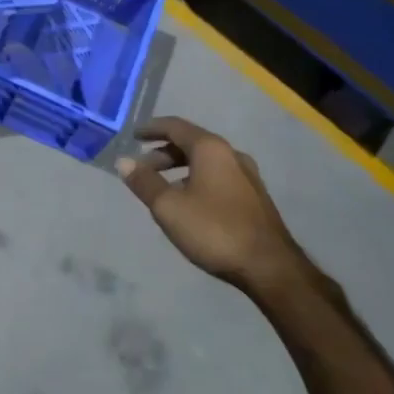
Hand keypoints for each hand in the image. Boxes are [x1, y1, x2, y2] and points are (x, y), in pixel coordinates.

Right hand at [117, 117, 306, 290]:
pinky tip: (189, 203)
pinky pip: (218, 177)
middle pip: (191, 143)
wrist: (270, 267)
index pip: (175, 126)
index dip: (151, 129)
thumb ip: (144, 182)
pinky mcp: (254, 197)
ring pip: (206, 162)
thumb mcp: (169, 207)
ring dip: (180, 169)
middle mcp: (231, 154)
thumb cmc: (214, 230)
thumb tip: (123, 161)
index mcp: (210, 149)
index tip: (133, 135)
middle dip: (164, 153)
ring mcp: (247, 176)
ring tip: (163, 188)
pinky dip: (197, 180)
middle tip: (143, 168)